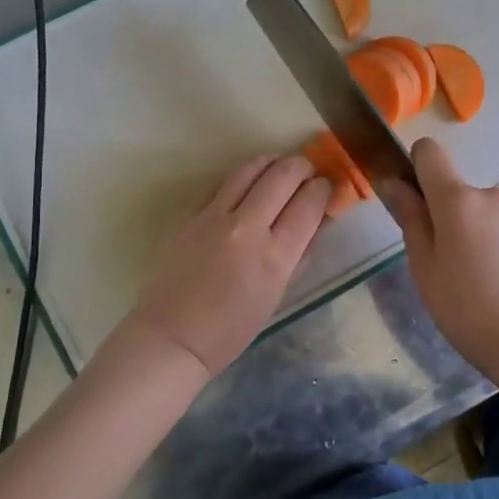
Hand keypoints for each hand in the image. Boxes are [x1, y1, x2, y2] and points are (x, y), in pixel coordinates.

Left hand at [124, 154, 332, 378]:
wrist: (173, 336)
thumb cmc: (232, 329)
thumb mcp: (278, 295)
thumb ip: (300, 254)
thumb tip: (318, 221)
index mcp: (275, 257)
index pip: (309, 203)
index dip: (323, 189)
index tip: (325, 188)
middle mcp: (247, 228)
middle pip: (283, 174)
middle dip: (302, 167)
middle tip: (307, 173)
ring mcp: (214, 217)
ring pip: (250, 168)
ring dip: (272, 162)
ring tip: (279, 168)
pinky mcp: (190, 215)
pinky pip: (222, 183)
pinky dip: (242, 177)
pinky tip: (247, 184)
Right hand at [388, 137, 498, 368]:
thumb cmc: (468, 308)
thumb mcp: (425, 268)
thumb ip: (411, 220)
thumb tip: (396, 183)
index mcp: (458, 199)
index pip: (429, 152)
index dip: (414, 168)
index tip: (412, 203)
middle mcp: (492, 196)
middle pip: (455, 191)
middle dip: (443, 216)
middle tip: (441, 265)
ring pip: (480, 214)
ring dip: (470, 235)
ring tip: (472, 284)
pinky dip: (494, 249)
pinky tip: (498, 288)